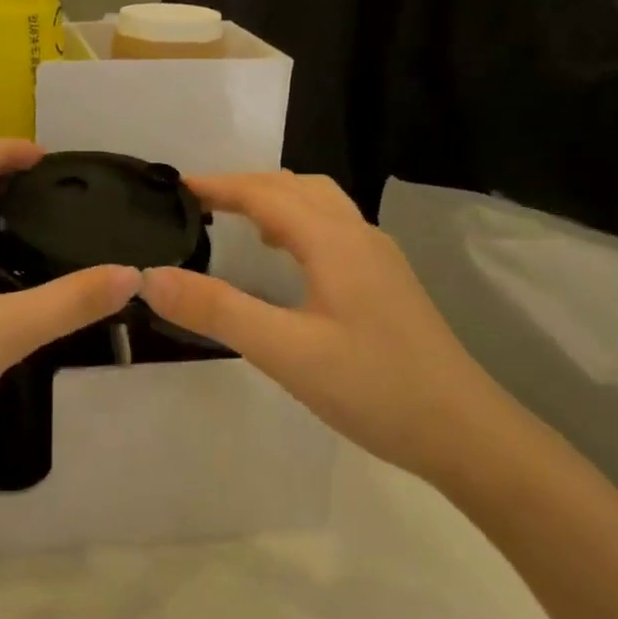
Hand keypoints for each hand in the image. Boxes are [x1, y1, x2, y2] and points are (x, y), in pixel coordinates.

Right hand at [139, 172, 519, 483]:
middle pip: (296, 187)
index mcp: (333, 241)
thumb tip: (151, 278)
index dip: (218, 185)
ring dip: (276, 199)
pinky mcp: (386, 283)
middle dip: (246, 185)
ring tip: (238, 220)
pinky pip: (334, 228)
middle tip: (200, 202)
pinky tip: (287, 258)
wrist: (466, 434)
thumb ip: (217, 310)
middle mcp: (358, 236)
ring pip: (321, 205)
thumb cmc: (374, 388)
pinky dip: (298, 222)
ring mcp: (378, 258)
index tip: (176, 187)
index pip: (265, 193)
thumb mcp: (285, 351)